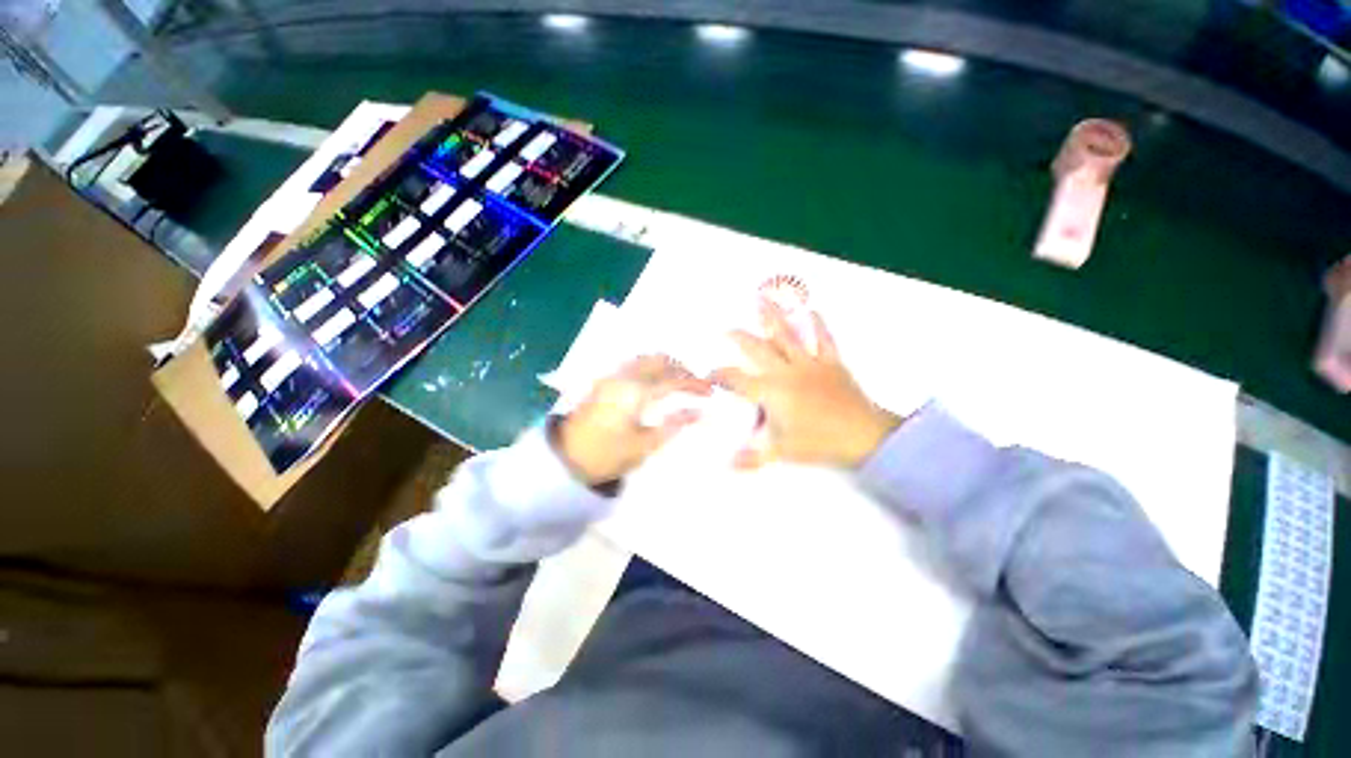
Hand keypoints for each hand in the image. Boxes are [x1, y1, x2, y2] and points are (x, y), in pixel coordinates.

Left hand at [556, 355, 711, 484]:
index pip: (673, 381)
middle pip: (659, 360)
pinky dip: (650, 366)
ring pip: (645, 358)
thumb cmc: (607, 455)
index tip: (710, 391)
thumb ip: (674, 425)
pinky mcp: (604, 380)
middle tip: (695, 384)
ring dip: (665, 364)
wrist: (566, 458)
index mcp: (635, 392)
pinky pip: (633, 363)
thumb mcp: (644, 446)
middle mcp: (624, 376)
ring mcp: (612, 376)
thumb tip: (699, 413)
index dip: (694, 384)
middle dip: (681, 368)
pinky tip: (655, 380)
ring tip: (678, 381)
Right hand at [713, 303, 899, 468]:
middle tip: (726, 330)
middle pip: (756, 349)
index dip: (720, 375)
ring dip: (771, 318)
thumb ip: (753, 456)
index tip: (709, 374)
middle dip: (738, 338)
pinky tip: (812, 311)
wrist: (864, 436)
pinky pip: (823, 339)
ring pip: (786, 335)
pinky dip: (817, 324)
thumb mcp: (782, 451)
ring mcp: (809, 363)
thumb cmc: (818, 442)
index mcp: (770, 391)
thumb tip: (729, 465)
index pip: (736, 380)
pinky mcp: (831, 362)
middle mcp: (785, 371)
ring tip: (760, 300)